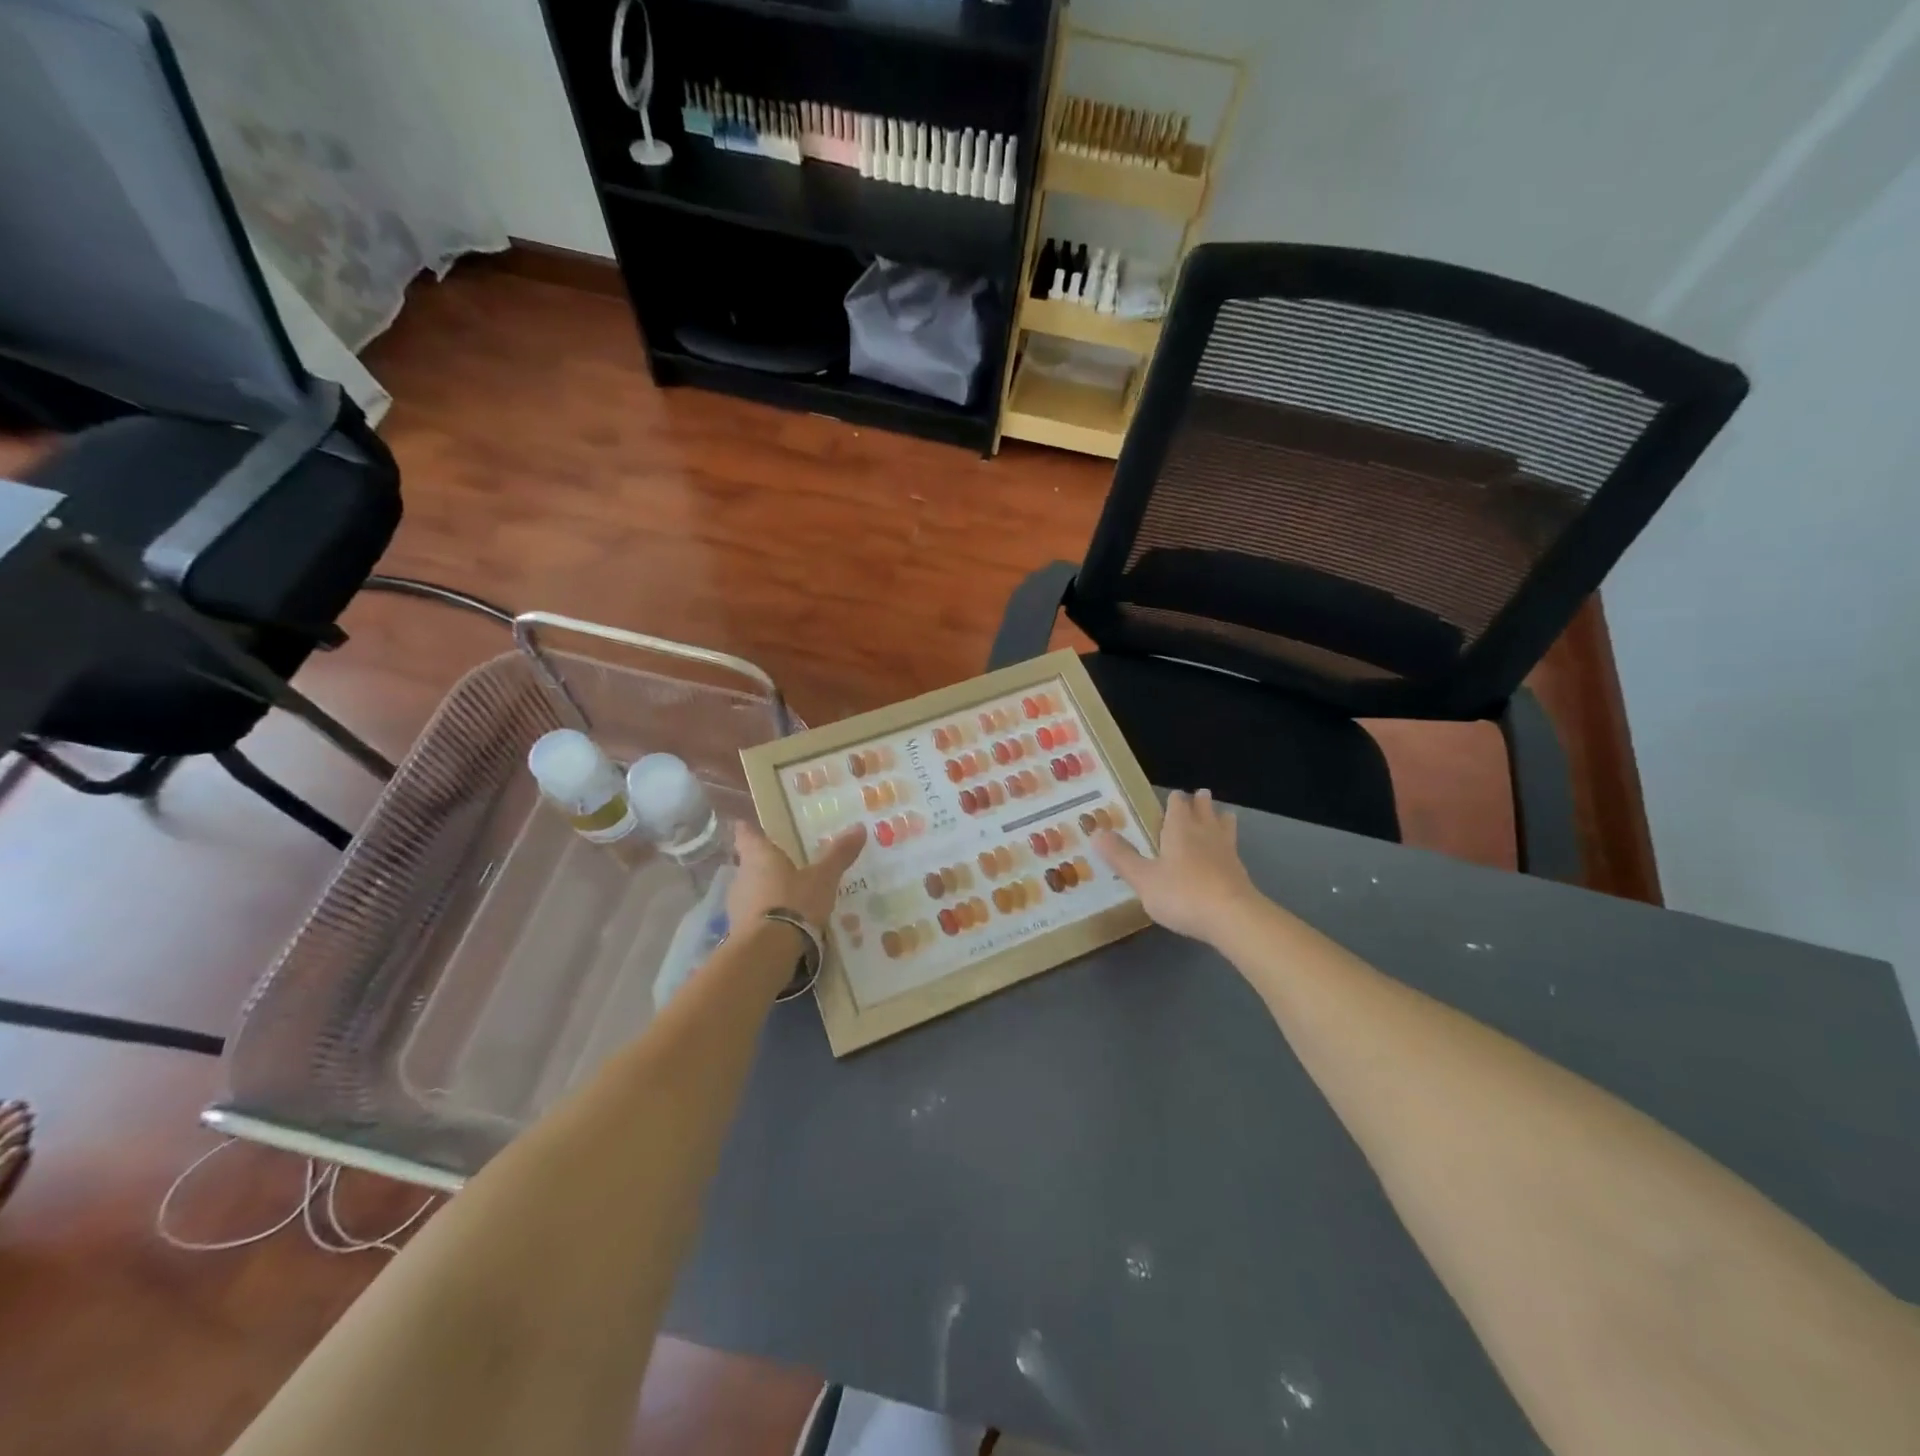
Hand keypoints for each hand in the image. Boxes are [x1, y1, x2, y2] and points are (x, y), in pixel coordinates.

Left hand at [727, 820, 865, 932]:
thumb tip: (859, 827)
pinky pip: (754, 916)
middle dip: (765, 864)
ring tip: (790, 896)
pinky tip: (785, 923)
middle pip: (749, 863)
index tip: (753, 825)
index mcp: (758, 856)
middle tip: (787, 864)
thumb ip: (838, 854)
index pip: (746, 834)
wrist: (766, 953)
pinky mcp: (738, 931)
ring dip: (766, 892)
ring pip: (751, 890)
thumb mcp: (823, 878)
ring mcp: (736, 906)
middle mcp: (741, 876)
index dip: (749, 828)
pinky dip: (767, 916)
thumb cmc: (793, 903)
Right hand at [1095, 788, 1260, 945]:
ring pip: (1224, 825)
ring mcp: (1226, 851)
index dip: (1173, 799)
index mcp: (1180, 828)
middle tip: (1198, 795)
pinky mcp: (1240, 872)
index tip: (1170, 797)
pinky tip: (1225, 854)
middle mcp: (1205, 833)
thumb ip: (1121, 856)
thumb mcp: (1143, 878)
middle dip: (1200, 802)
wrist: (1233, 918)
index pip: (1178, 804)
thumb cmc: (1182, 894)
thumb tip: (1095, 832)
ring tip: (1220, 816)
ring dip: (1220, 818)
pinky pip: (1233, 848)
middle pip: (1204, 809)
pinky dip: (1227, 845)